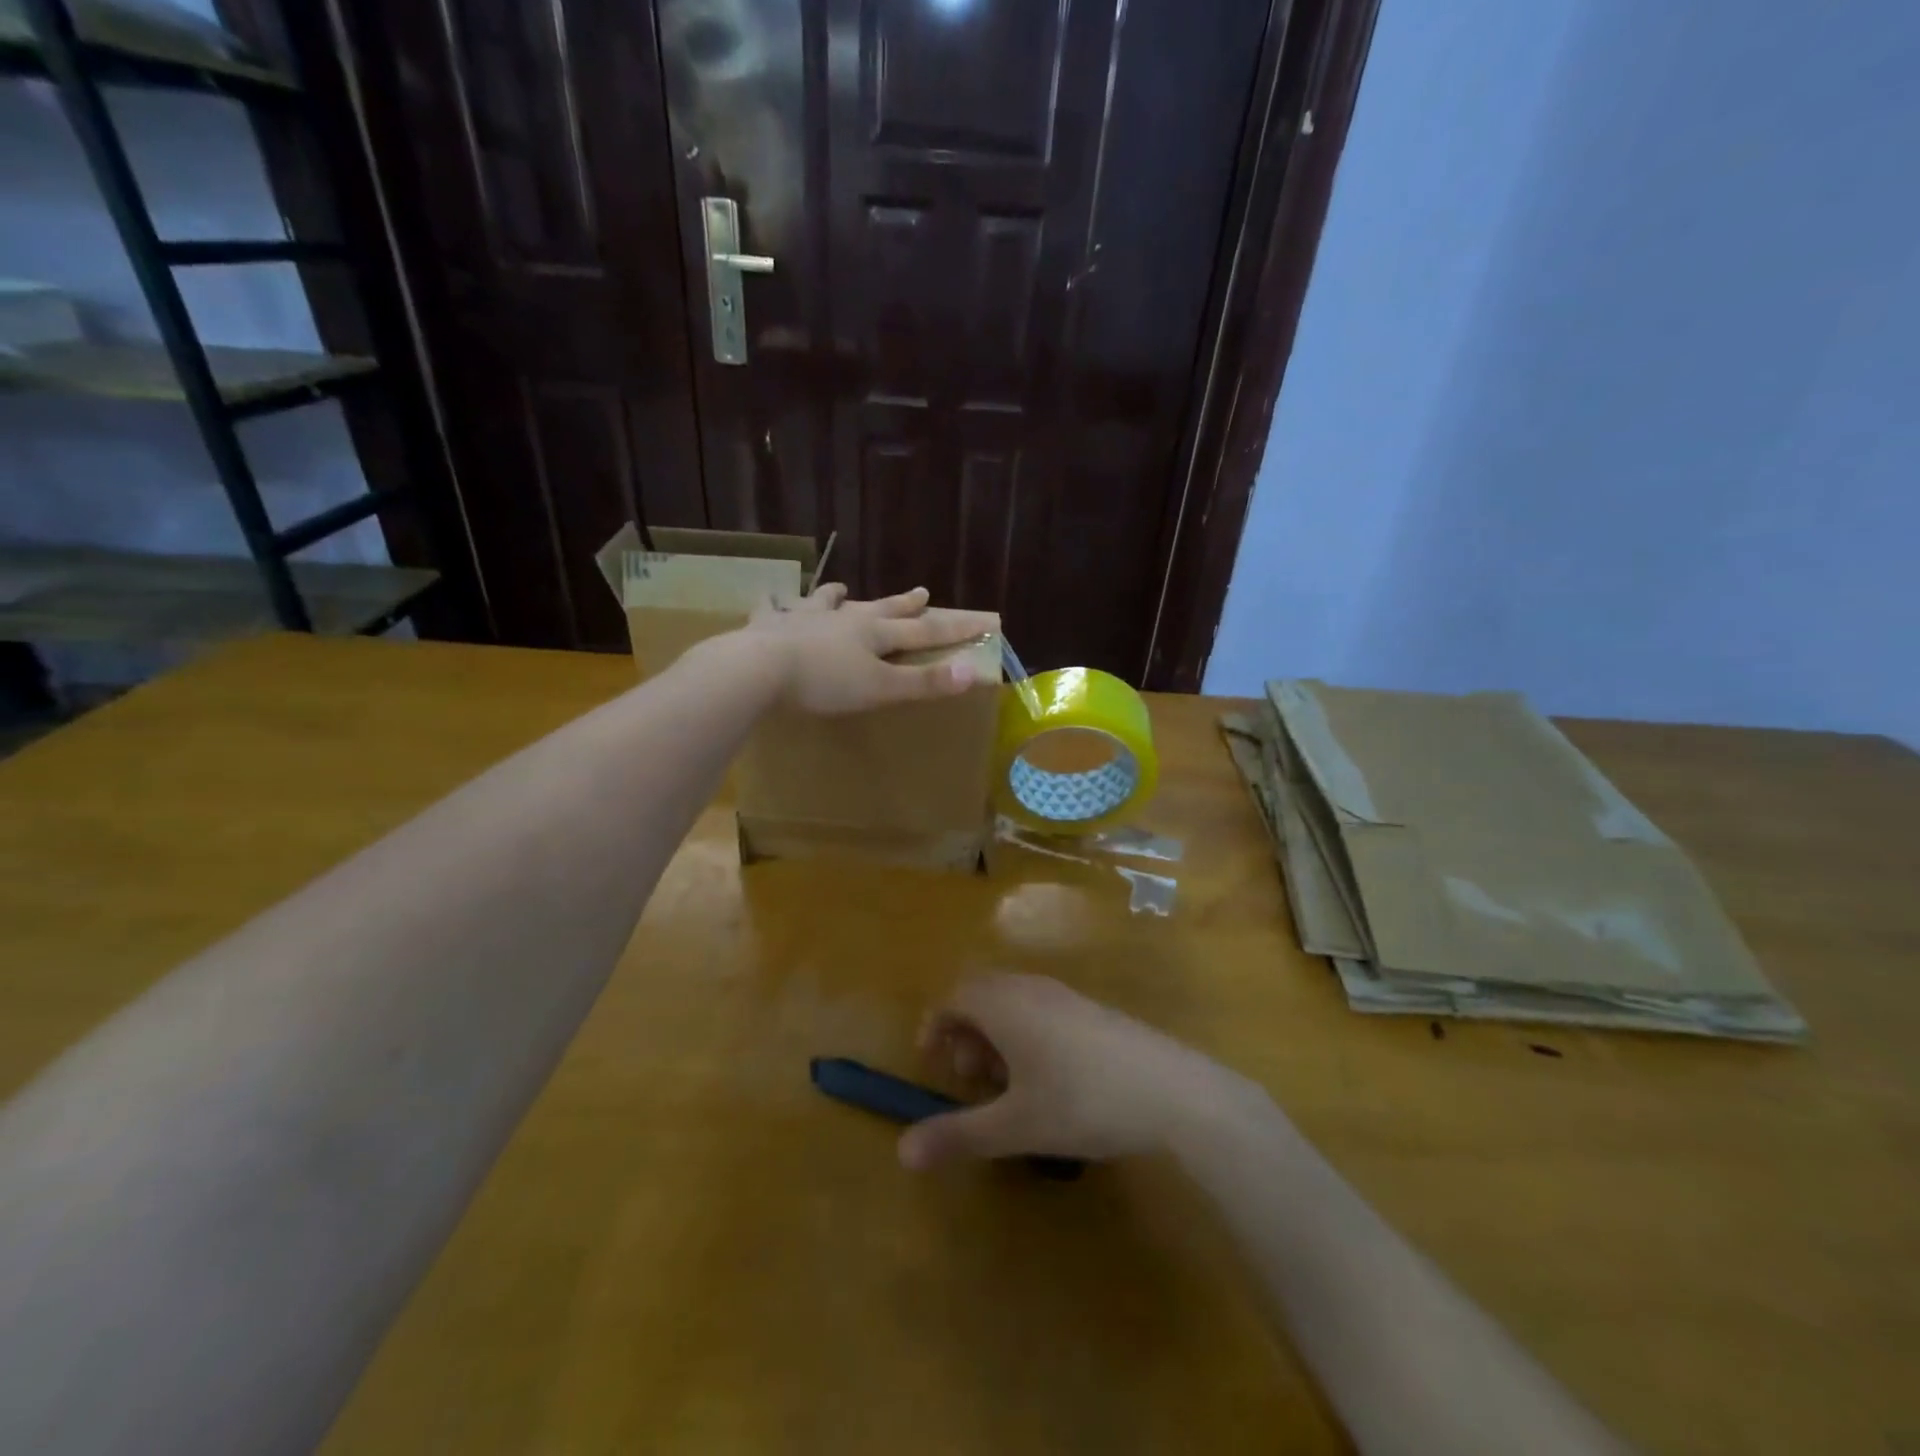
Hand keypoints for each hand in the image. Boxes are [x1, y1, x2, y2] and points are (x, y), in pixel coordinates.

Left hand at [742, 584, 995, 714]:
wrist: (759, 668)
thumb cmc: (825, 683)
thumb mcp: (881, 688)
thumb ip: (924, 682)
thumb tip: (973, 672)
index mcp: (873, 633)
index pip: (923, 630)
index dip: (953, 628)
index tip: (980, 620)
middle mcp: (843, 618)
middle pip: (880, 608)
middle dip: (903, 603)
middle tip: (922, 591)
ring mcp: (804, 617)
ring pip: (827, 602)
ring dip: (838, 596)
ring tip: (841, 590)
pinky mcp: (769, 625)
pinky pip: (774, 609)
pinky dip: (776, 604)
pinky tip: (770, 600)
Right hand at [897, 974, 1241, 1169]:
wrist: (1171, 1090)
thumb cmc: (1082, 1101)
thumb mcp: (1015, 1127)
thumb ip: (958, 1135)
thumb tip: (902, 1152)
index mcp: (1004, 1004)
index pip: (954, 996)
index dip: (935, 1025)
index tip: (931, 1063)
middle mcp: (1031, 989)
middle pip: (982, 994)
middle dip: (966, 1032)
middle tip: (971, 1078)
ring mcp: (1066, 996)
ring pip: (1014, 1002)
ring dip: (997, 1035)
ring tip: (1008, 1085)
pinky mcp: (1093, 1011)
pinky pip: (1042, 1009)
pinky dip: (1027, 1034)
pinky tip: (1049, 1080)